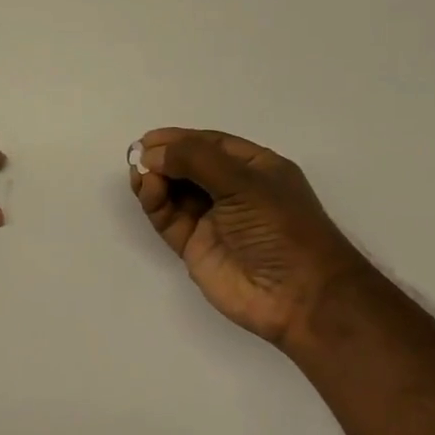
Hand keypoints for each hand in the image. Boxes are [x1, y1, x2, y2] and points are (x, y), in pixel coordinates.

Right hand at [130, 128, 358, 346]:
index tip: (148, 139)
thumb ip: (196, 161)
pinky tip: (148, 191)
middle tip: (137, 157)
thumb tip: (152, 152)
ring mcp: (212, 220)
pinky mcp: (194, 247)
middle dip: (163, 159)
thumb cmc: (280, 228)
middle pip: (188, 167)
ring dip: (155, 180)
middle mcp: (232, 191)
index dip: (180, 139)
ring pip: (174, 193)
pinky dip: (155, 204)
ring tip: (140, 175)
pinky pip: (168, 219)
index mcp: (255, 169)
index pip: (211, 145)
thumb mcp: (244, 183)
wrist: (296, 295)